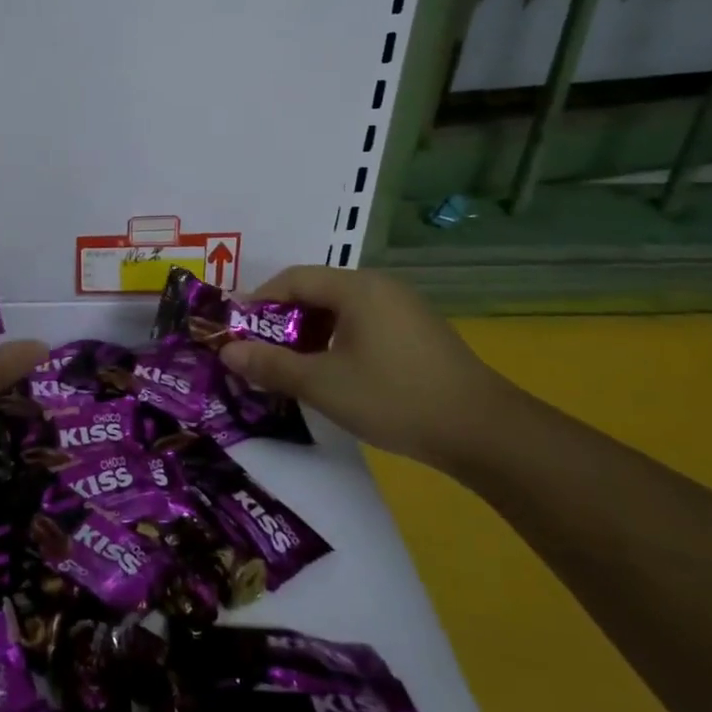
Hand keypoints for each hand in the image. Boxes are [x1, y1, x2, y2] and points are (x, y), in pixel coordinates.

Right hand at [215, 266, 514, 467]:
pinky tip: (331, 374)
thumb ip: (270, 365)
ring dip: (308, 334)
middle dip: (281, 321)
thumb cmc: (394, 398)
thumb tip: (226, 352)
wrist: (484, 432)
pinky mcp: (417, 333)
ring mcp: (403, 309)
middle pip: (315, 292)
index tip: (235, 332)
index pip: (292, 279)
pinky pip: (362, 325)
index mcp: (356, 288)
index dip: (257, 302)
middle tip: (258, 353)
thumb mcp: (322, 384)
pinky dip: (336, 342)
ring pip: (339, 311)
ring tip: (290, 368)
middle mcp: (379, 287)